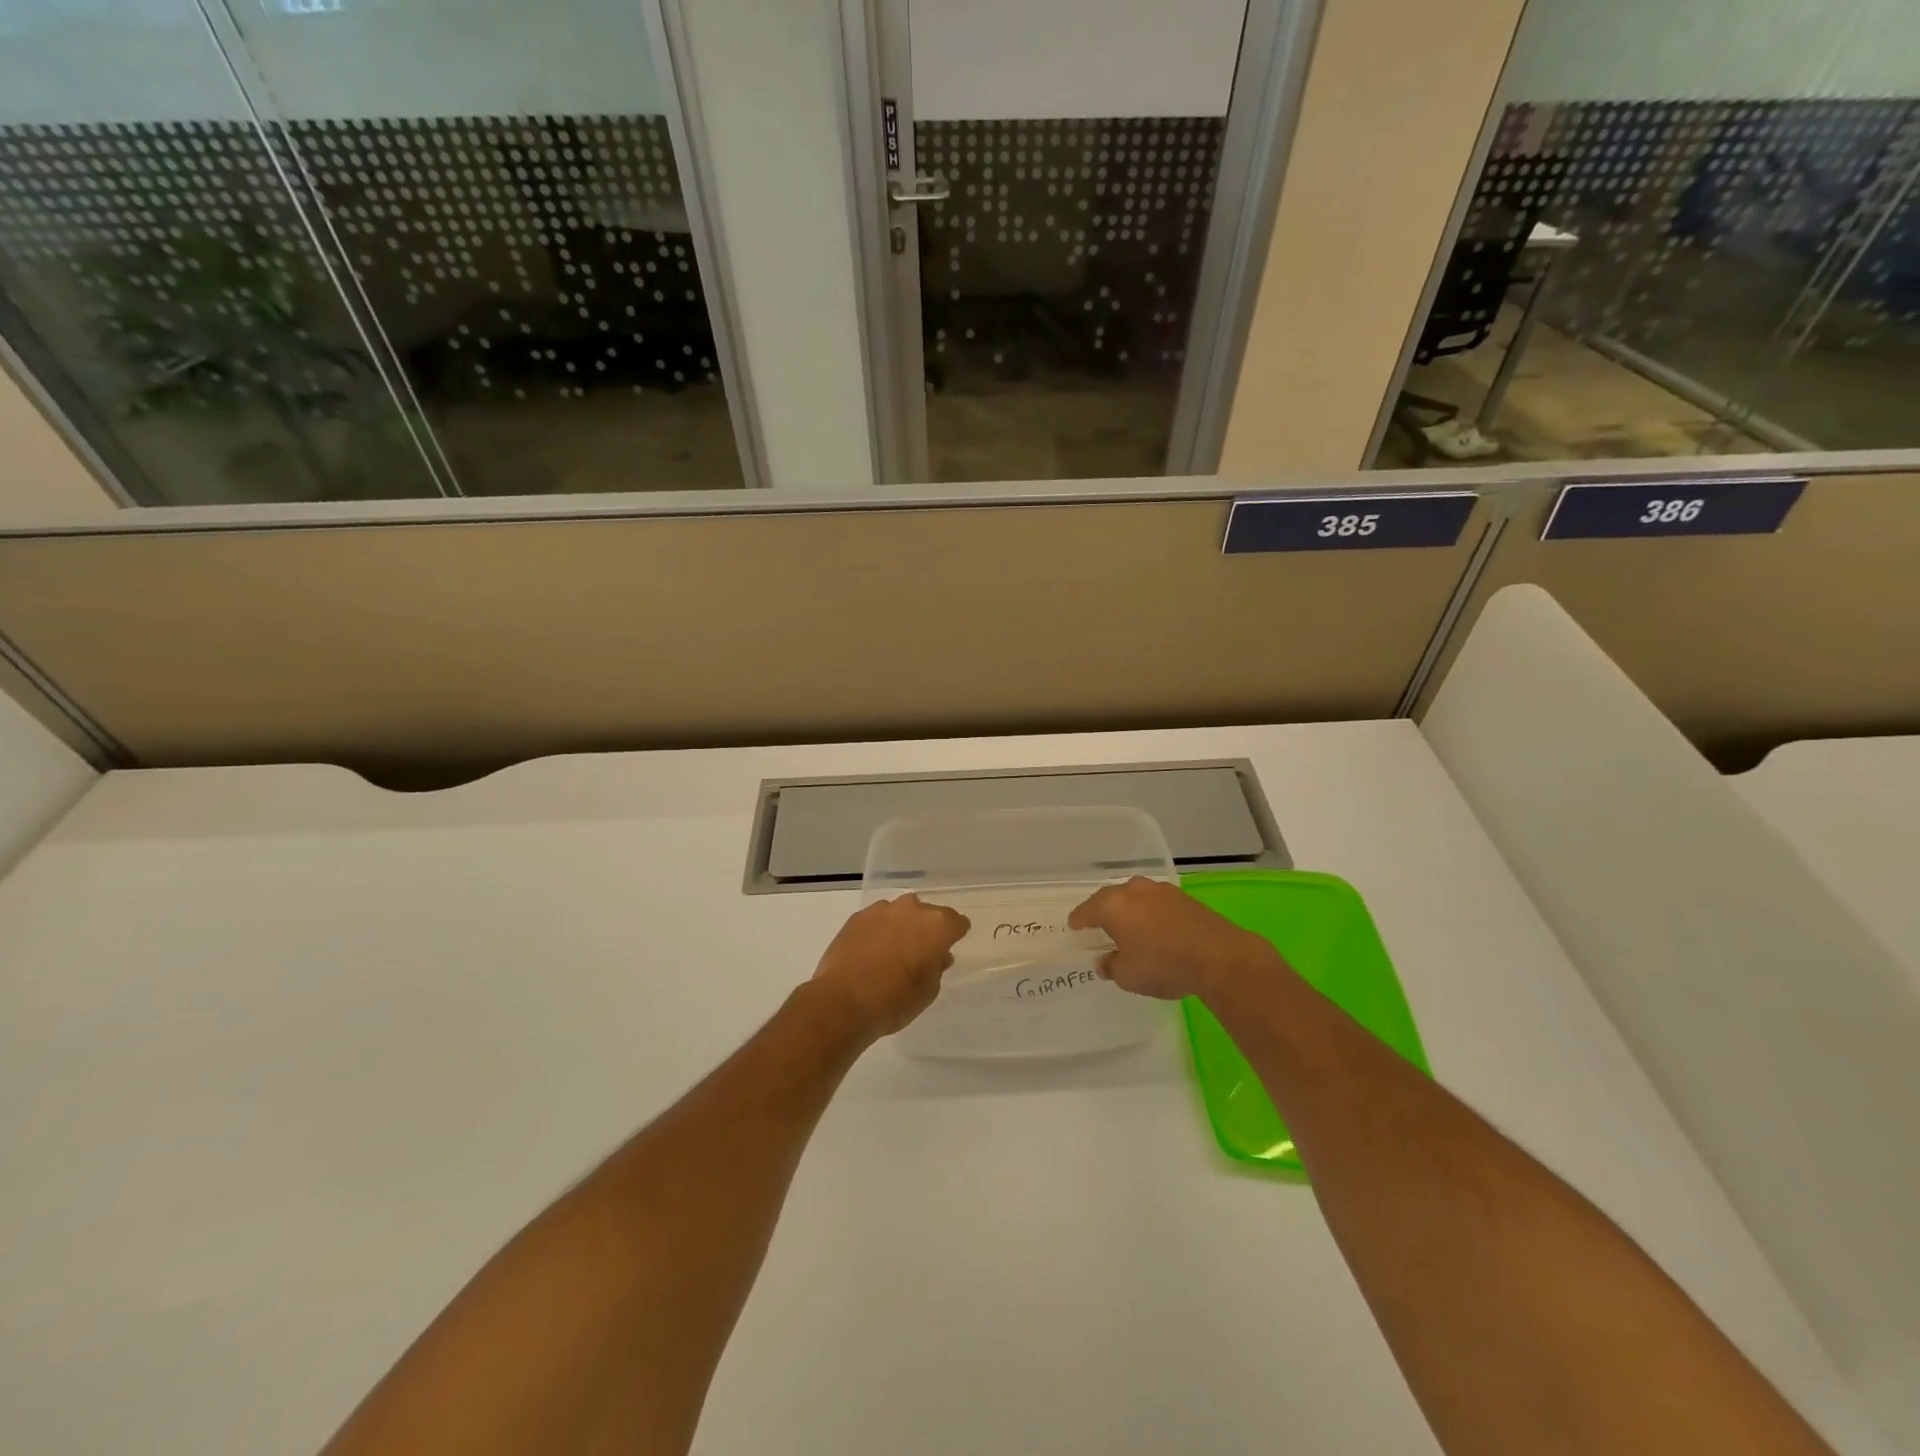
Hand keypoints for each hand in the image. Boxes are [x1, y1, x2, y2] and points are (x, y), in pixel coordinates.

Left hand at [810, 895, 970, 1038]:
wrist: (842, 1002)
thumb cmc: (895, 1000)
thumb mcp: (928, 991)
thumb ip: (937, 967)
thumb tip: (938, 955)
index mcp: (937, 925)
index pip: (957, 923)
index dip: (954, 936)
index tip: (947, 950)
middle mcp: (912, 908)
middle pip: (928, 914)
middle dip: (927, 930)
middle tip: (919, 954)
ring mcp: (882, 909)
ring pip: (901, 914)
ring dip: (901, 928)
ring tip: (891, 954)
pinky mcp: (857, 916)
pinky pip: (877, 920)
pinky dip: (878, 931)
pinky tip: (870, 953)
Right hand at [1069, 876, 1284, 1000]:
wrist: (1219, 957)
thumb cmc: (1163, 965)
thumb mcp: (1128, 976)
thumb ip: (1111, 966)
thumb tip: (1104, 961)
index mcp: (1112, 905)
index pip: (1087, 911)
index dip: (1079, 920)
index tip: (1074, 927)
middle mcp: (1133, 890)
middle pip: (1109, 898)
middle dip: (1102, 911)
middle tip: (1097, 925)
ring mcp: (1160, 890)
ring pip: (1134, 897)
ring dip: (1128, 910)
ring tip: (1126, 926)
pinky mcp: (1182, 897)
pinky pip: (1154, 902)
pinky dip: (1148, 912)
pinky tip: (1152, 926)